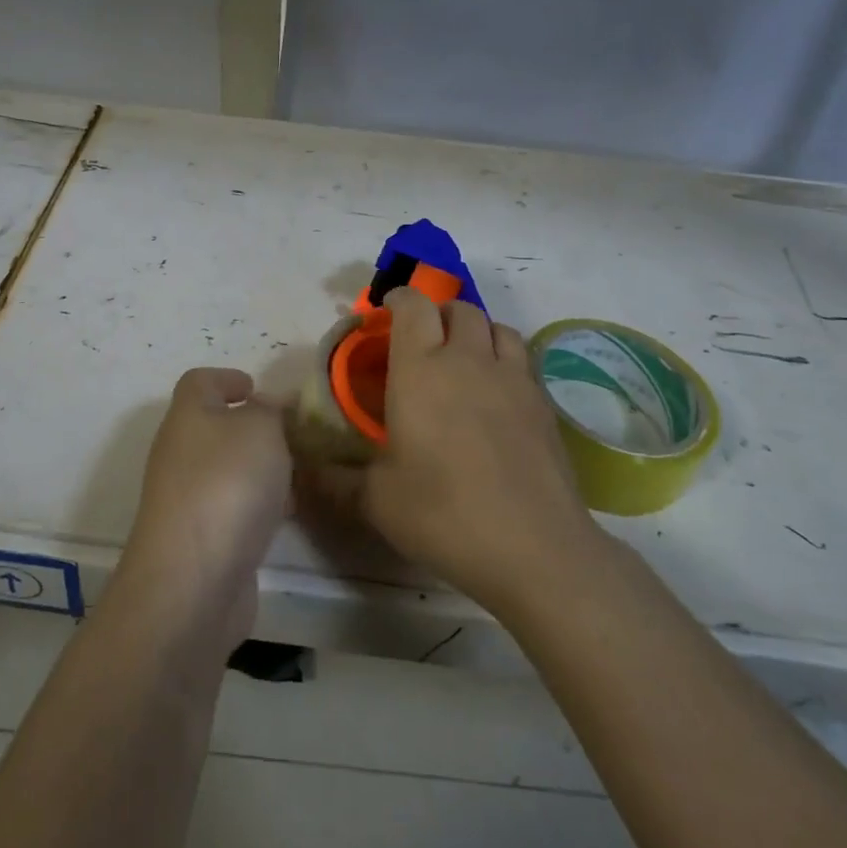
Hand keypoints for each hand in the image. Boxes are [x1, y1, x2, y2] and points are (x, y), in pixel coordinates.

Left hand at [116, 367, 291, 647]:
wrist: (192, 581)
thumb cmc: (226, 486)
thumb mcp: (261, 429)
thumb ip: (271, 410)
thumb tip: (270, 405)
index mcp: (188, 416)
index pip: (199, 382)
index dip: (227, 378)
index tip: (257, 387)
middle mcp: (180, 453)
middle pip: (214, 427)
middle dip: (254, 428)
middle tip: (294, 434)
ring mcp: (186, 499)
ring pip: (227, 470)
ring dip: (261, 469)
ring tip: (301, 474)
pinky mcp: (200, 539)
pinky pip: (233, 508)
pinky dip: (259, 505)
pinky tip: (287, 516)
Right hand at [333, 289, 599, 612]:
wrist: (534, 548)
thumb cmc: (443, 514)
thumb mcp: (376, 501)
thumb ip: (336, 480)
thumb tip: (303, 473)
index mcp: (421, 370)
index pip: (413, 307)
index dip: (400, 299)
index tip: (387, 311)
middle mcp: (468, 361)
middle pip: (459, 308)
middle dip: (438, 313)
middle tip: (423, 340)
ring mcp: (512, 380)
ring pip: (497, 327)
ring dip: (477, 331)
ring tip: (464, 359)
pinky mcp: (543, 404)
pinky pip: (522, 360)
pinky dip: (504, 360)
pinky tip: (496, 395)